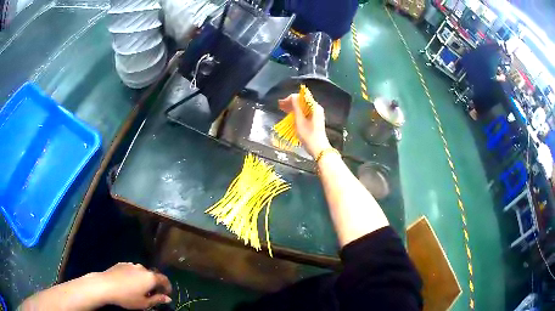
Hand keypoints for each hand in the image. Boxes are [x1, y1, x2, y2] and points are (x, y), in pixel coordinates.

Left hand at [100, 263, 171, 309]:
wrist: (105, 285)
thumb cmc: (127, 297)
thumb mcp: (144, 303)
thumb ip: (157, 299)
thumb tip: (168, 298)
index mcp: (150, 277)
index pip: (164, 279)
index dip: (168, 287)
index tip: (167, 294)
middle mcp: (142, 268)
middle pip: (153, 275)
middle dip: (155, 284)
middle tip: (152, 294)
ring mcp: (131, 265)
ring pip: (142, 272)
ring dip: (144, 279)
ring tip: (139, 289)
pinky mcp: (122, 264)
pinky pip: (132, 270)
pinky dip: (134, 276)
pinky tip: (128, 283)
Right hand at [278, 94, 330, 157]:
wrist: (319, 149)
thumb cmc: (308, 135)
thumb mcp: (299, 121)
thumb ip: (296, 107)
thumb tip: (292, 96)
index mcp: (314, 107)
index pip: (301, 97)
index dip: (290, 98)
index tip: (281, 103)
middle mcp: (316, 108)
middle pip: (302, 101)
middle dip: (291, 102)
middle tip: (280, 106)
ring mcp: (316, 114)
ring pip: (303, 107)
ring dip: (293, 107)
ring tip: (283, 109)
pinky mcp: (315, 119)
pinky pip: (305, 112)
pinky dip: (297, 112)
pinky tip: (290, 114)